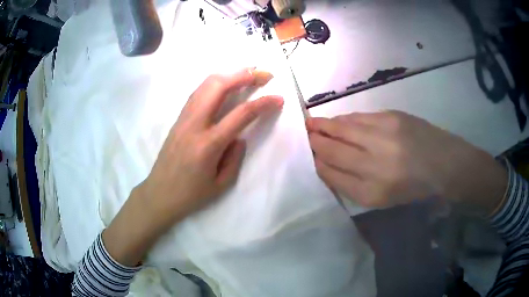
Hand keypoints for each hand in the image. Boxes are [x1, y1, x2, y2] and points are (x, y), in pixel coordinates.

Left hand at [103, 68, 282, 265]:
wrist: (159, 194)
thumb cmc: (191, 195)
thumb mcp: (221, 184)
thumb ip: (235, 157)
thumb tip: (239, 135)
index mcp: (209, 144)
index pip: (241, 114)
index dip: (263, 103)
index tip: (279, 97)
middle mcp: (195, 124)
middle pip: (219, 86)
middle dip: (244, 75)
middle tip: (263, 74)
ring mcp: (183, 118)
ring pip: (206, 84)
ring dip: (229, 74)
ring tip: (247, 73)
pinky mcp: (178, 119)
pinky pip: (198, 92)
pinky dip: (215, 83)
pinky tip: (225, 85)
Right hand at [307, 111, 506, 213]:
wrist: (447, 164)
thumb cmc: (416, 188)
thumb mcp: (384, 198)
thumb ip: (354, 184)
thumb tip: (329, 166)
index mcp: (372, 192)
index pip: (332, 174)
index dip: (316, 163)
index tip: (306, 157)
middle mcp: (375, 164)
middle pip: (333, 150)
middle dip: (314, 143)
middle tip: (302, 136)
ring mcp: (384, 137)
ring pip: (342, 129)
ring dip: (324, 126)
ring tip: (311, 124)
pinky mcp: (393, 118)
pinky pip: (359, 118)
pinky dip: (344, 120)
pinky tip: (338, 120)